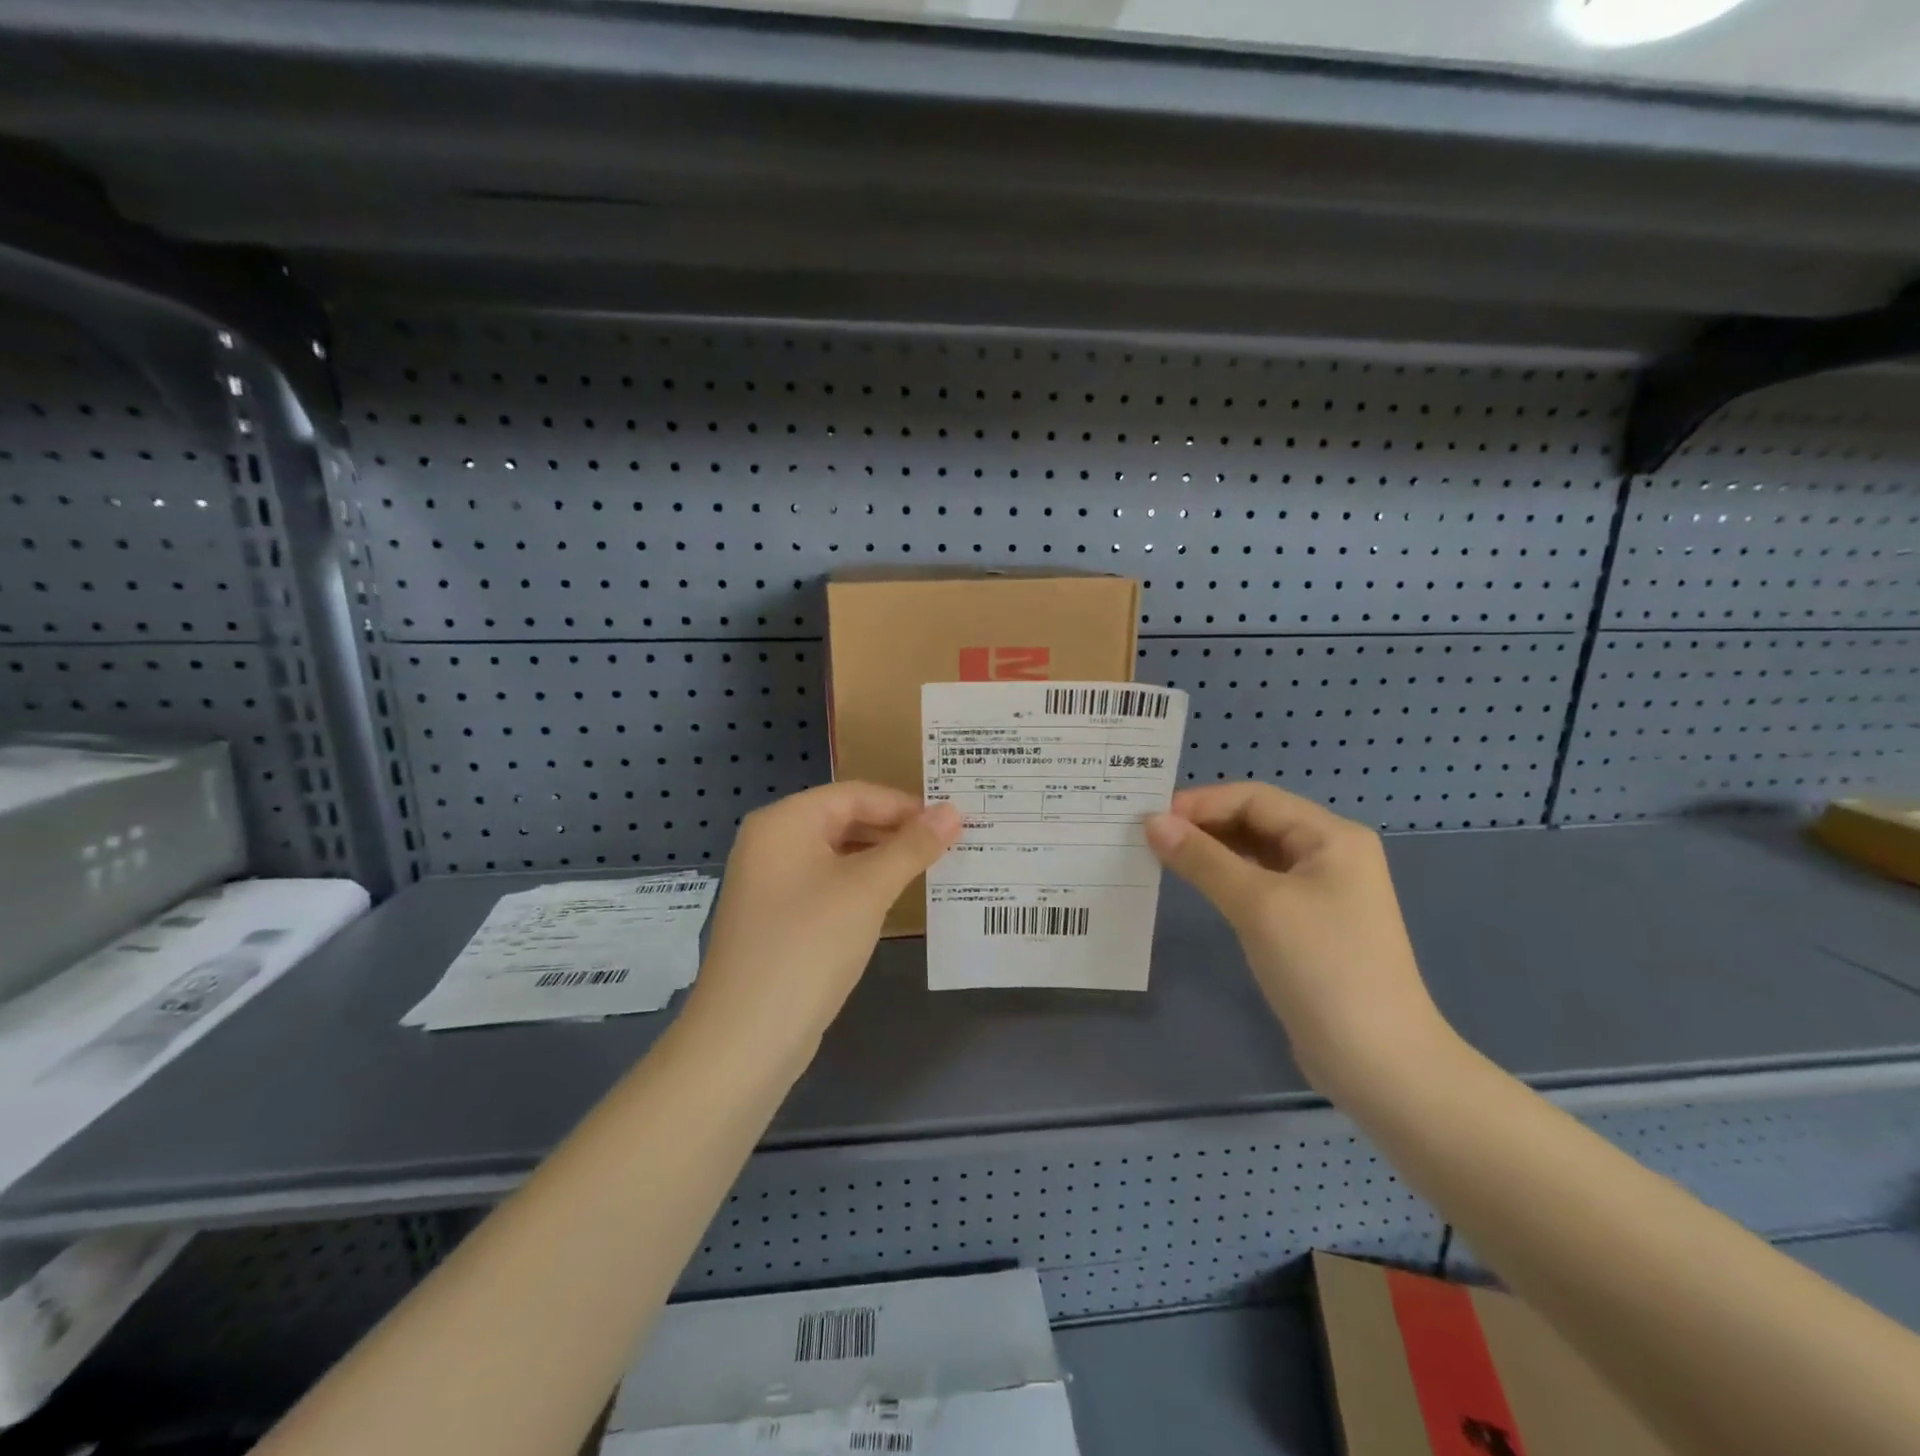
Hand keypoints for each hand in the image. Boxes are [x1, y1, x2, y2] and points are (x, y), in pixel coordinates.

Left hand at [686, 783, 961, 1065]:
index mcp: (784, 821)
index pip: (855, 794)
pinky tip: (890, 903)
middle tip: (947, 846)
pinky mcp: (776, 919)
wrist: (746, 1037)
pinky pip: (826, 886)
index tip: (951, 823)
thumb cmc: (808, 944)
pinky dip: (860, 888)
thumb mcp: (867, 890)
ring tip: (928, 871)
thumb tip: (952, 812)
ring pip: (836, 856)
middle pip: (844, 821)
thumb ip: (912, 847)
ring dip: (881, 861)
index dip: (905, 805)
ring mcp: (769, 883)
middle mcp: (771, 843)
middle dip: (895, 832)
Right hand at [1145, 782, 1453, 1098]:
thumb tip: (1152, 822)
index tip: (1150, 817)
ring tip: (1163, 856)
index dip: (1202, 803)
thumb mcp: (1257, 905)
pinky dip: (1226, 880)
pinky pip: (1260, 886)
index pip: (1256, 799)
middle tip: (1149, 836)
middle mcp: (1330, 855)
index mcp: (1331, 837)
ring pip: (1256, 855)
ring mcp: (1322, 892)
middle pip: (1257, 822)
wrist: (1379, 1064)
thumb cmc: (1323, 968)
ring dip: (1212, 852)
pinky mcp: (1309, 926)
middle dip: (1204, 825)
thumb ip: (1203, 859)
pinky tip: (1196, 886)